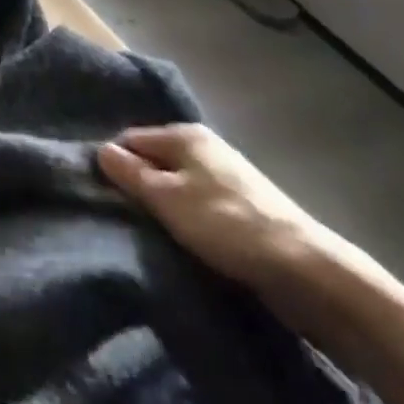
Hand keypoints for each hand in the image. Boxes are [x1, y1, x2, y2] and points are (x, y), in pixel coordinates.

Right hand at [97, 124, 342, 299]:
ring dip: (161, 205)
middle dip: (137, 185)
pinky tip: (180, 238)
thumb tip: (101, 149)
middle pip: (154, 160)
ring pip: (175, 184)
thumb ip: (130, 173)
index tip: (101, 194)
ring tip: (147, 231)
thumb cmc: (224, 223)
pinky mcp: (240, 206)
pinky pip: (196, 203)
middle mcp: (205, 147)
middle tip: (119, 215)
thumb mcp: (167, 197)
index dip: (113, 163)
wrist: (303, 268)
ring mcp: (225, 176)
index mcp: (185, 135)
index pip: (131, 138)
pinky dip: (184, 217)